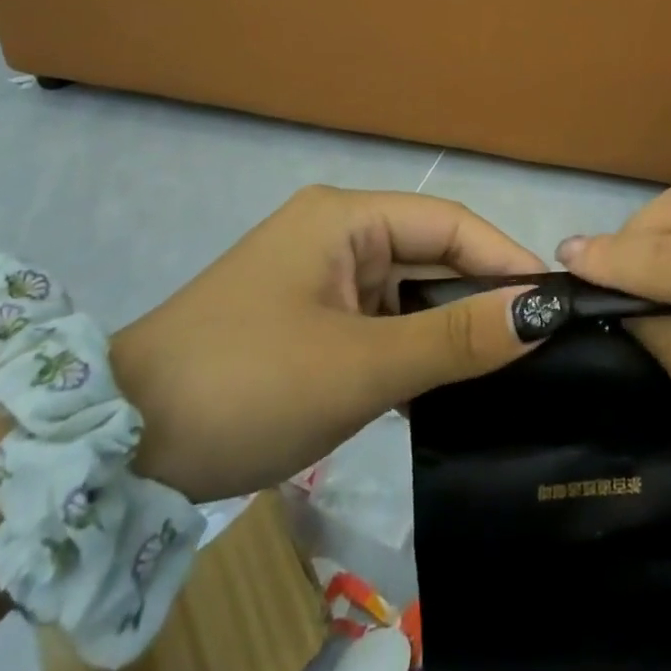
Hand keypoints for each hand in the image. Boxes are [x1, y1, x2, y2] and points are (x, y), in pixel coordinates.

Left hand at [112, 184, 545, 502]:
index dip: (504, 259)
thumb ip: (457, 337)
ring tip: (501, 373)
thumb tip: (543, 311)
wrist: (115, 454)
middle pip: (429, 256)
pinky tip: (441, 391)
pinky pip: (379, 324)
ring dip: (445, 331)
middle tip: (537, 348)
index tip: (555, 304)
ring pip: (407, 294)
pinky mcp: (307, 320)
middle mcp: (335, 234)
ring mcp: (318, 278)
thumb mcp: (362, 365)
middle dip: (478, 299)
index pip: (448, 224)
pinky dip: (410, 352)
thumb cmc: (247, 385)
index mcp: (345, 217)